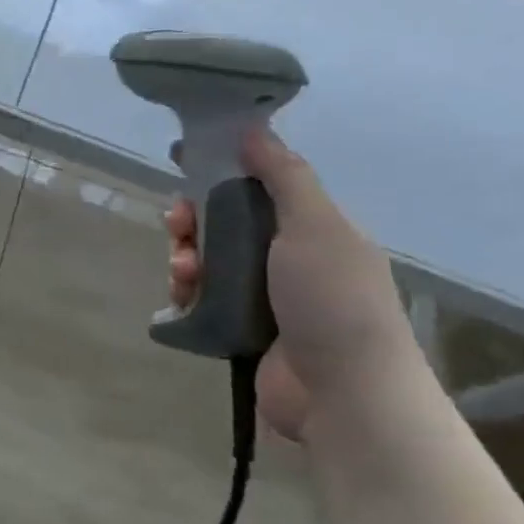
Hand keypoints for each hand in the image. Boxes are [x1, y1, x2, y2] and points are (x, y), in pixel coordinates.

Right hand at [164, 128, 415, 439]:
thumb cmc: (333, 300)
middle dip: (194, 216)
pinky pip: (200, 296)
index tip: (183, 159)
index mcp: (313, 228)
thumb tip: (254, 128)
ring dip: (186, 255)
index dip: (221, 168)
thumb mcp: (315, 226)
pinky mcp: (240, 327)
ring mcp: (264, 295)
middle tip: (178, 223)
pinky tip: (183, 295)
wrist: (345, 395)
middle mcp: (288, 257)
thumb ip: (284, 175)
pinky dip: (186, 290)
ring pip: (207, 258)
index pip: (258, 184)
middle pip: (224, 220)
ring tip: (184, 271)